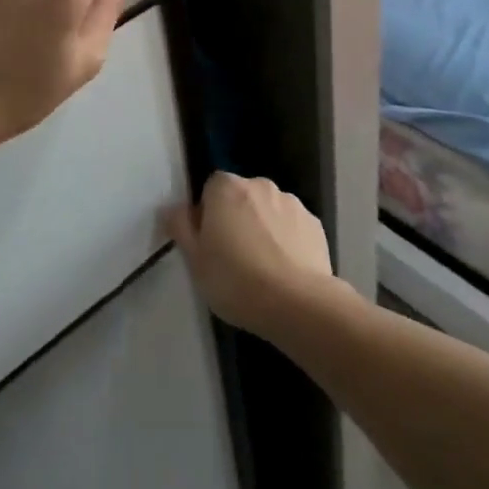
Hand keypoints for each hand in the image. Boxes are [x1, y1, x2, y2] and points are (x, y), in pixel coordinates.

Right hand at [165, 173, 339, 337]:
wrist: (297, 304)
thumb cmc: (235, 280)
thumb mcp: (195, 259)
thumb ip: (180, 227)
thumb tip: (172, 209)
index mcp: (226, 187)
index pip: (210, 189)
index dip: (207, 215)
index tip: (209, 244)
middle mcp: (260, 184)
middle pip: (241, 197)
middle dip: (236, 219)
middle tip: (233, 258)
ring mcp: (292, 203)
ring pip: (268, 212)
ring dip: (263, 229)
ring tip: (263, 269)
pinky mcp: (316, 225)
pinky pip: (293, 228)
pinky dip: (288, 242)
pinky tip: (286, 272)